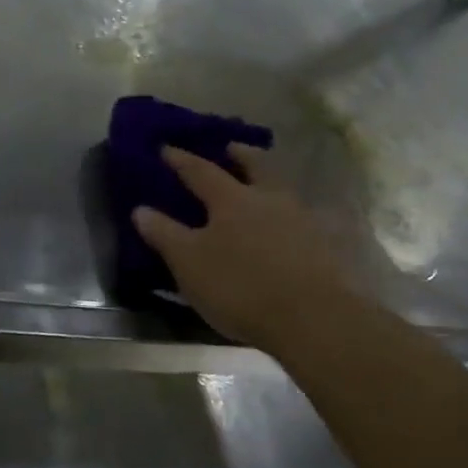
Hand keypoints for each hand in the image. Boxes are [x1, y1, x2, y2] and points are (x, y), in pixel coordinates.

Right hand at [133, 144, 352, 351]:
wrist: (315, 319)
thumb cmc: (240, 286)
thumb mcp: (189, 263)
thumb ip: (165, 234)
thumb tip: (140, 209)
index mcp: (231, 200)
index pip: (201, 172)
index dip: (181, 160)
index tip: (166, 148)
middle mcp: (270, 200)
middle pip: (257, 166)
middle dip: (241, 155)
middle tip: (231, 148)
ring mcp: (303, 220)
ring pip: (284, 189)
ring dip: (270, 181)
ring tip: (260, 186)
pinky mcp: (327, 245)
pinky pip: (305, 217)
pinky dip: (291, 214)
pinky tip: (287, 226)